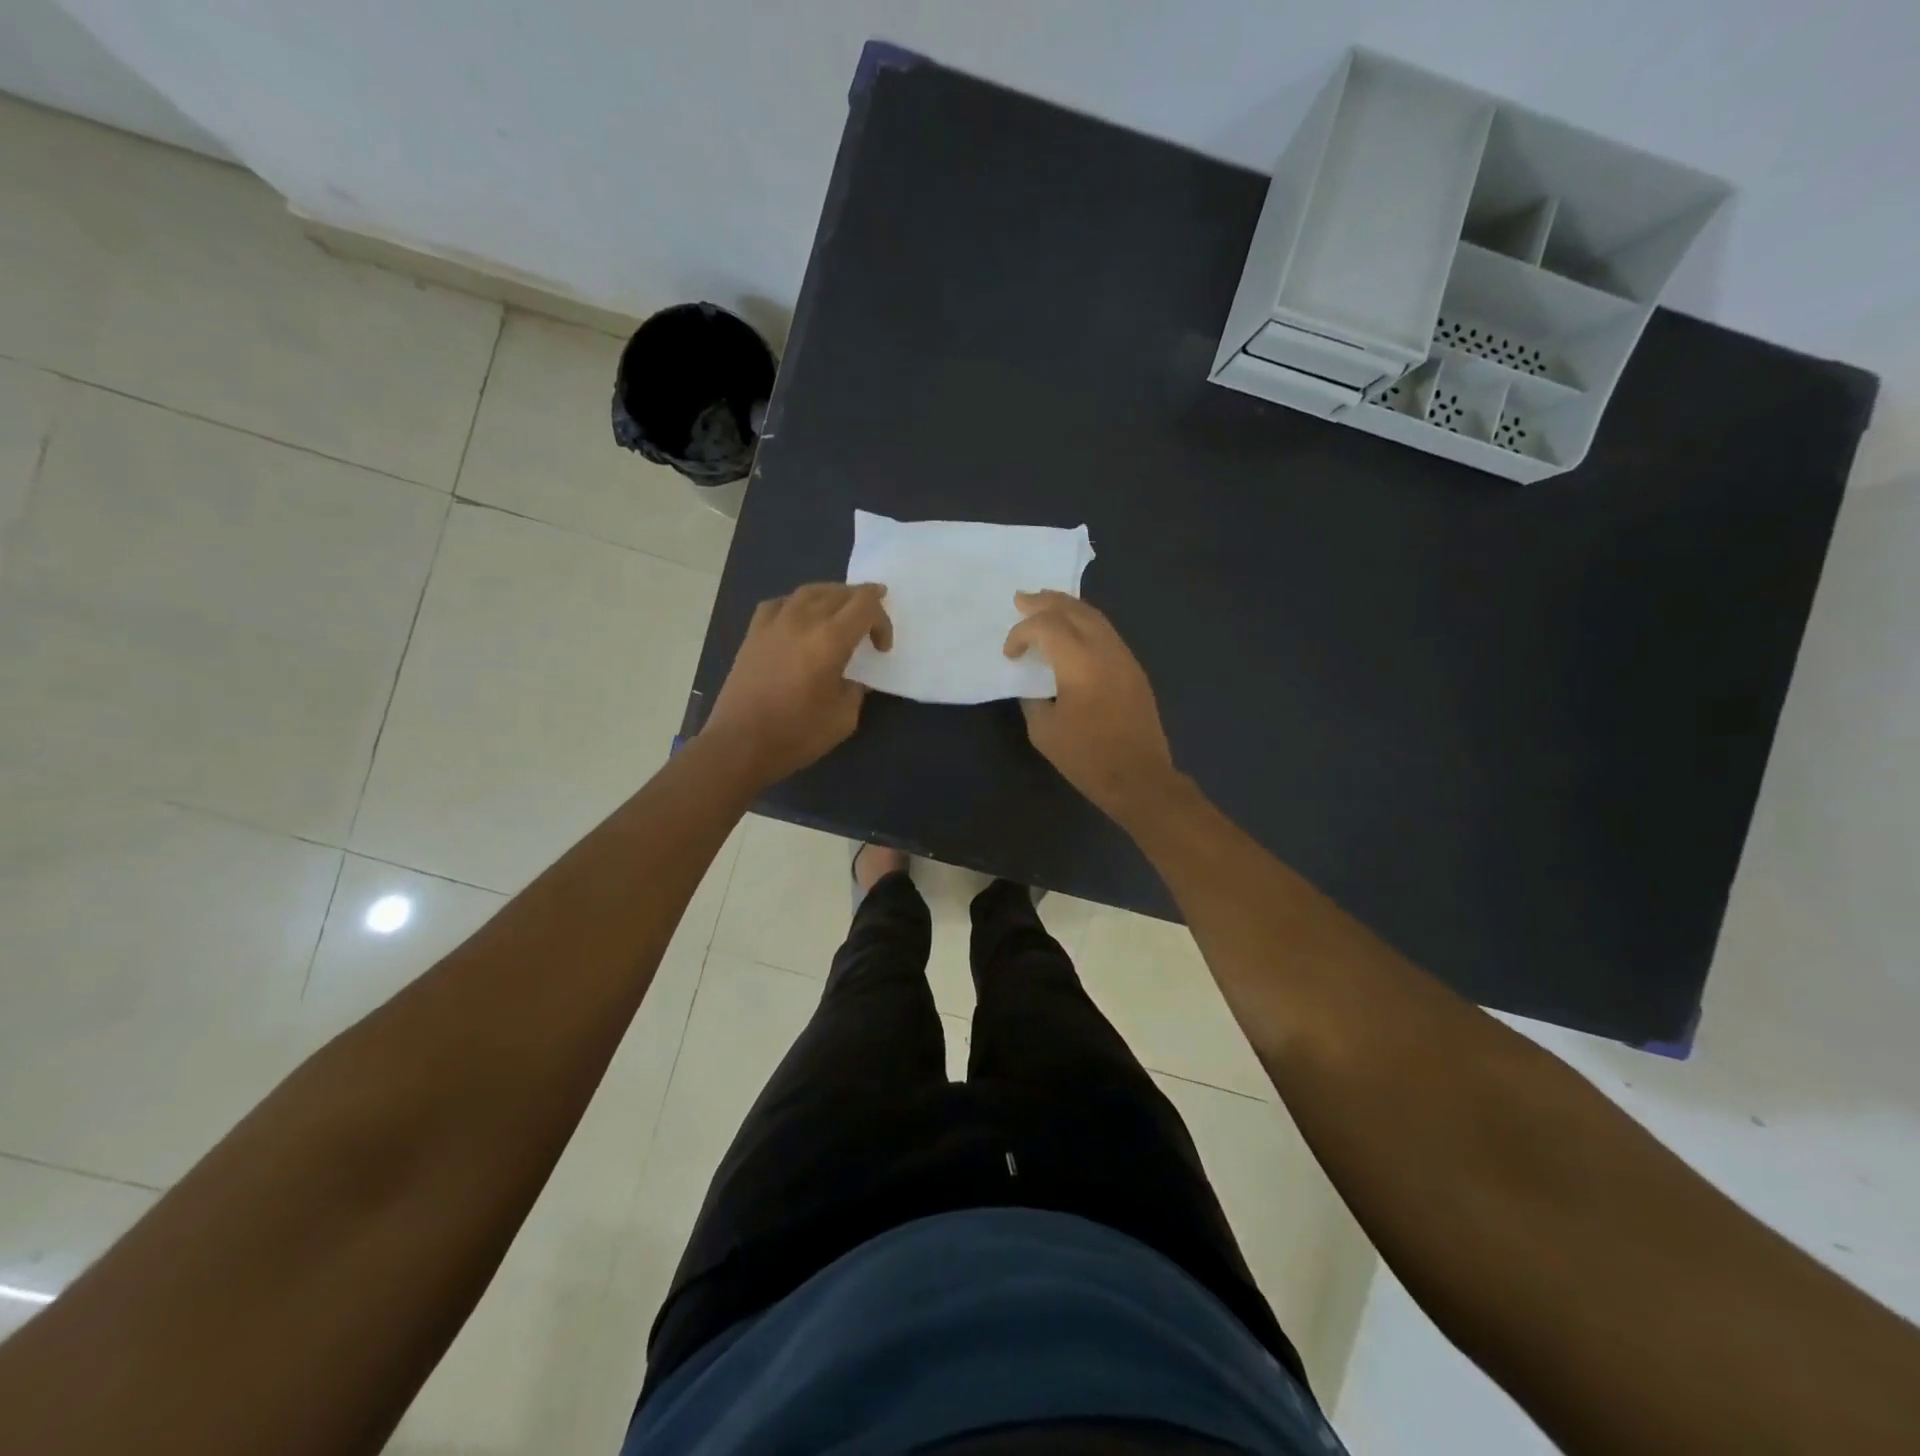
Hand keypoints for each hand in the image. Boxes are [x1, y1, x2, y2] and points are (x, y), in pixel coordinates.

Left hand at [703, 583, 891, 785]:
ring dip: (832, 596)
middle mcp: (803, 621)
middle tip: (871, 620)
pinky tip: (799, 618)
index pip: (865, 606)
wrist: (740, 744)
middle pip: (839, 593)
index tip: (881, 648)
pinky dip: (798, 604)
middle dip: (861, 602)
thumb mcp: (843, 718)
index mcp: (830, 640)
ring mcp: (774, 624)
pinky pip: (780, 604)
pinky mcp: (753, 634)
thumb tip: (851, 678)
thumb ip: (855, 689)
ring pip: (809, 591)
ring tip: (841, 610)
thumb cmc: (797, 734)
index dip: (882, 620)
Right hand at [1003, 590, 1178, 820]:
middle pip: (1073, 609)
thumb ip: (1033, 698)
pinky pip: (1106, 632)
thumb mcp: (1044, 731)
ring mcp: (1123, 656)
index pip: (1045, 627)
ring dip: (1067, 607)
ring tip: (1045, 604)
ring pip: (1094, 616)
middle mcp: (1104, 650)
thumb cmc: (1087, 758)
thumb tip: (1033, 682)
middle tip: (1022, 599)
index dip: (1021, 633)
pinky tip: (1072, 630)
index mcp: (1079, 663)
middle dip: (1045, 602)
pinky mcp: (1133, 668)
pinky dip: (1084, 622)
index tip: (1010, 654)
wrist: (1139, 777)